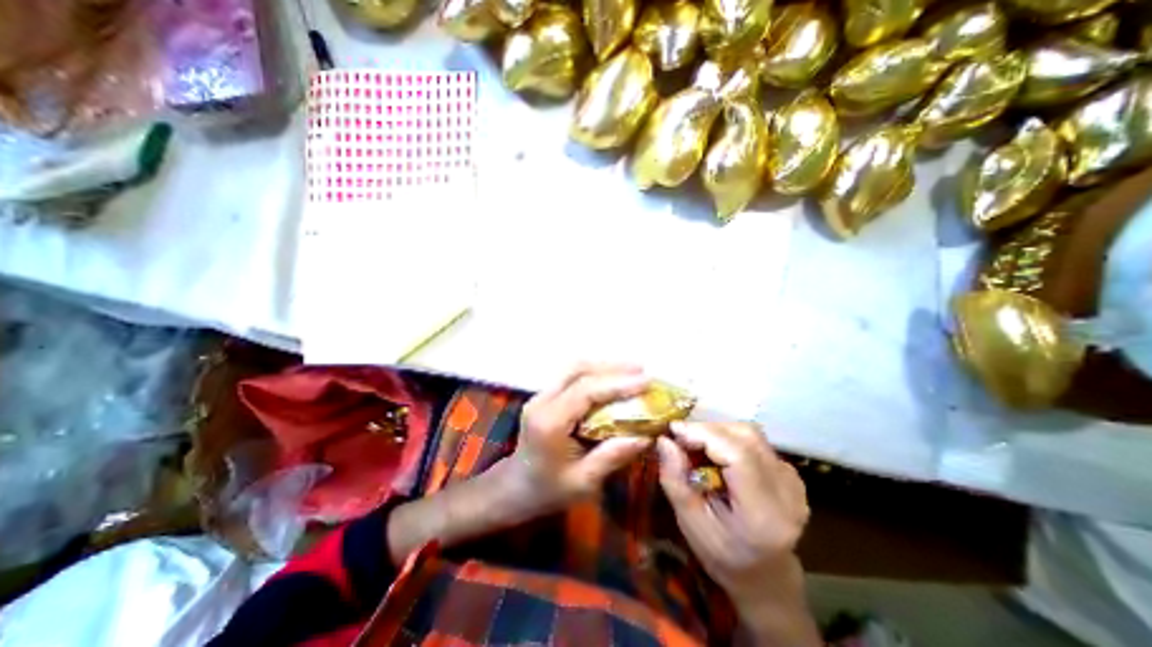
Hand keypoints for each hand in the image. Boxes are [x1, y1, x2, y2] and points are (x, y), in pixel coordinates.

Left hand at [511, 365, 662, 514]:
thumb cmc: (548, 490)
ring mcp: (541, 395)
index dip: (617, 383)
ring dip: (603, 366)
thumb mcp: (583, 483)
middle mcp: (542, 401)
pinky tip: (611, 378)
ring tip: (632, 370)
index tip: (646, 381)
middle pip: (578, 370)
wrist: (515, 487)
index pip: (585, 391)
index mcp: (549, 423)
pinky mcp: (545, 395)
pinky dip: (594, 373)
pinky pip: (571, 375)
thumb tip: (646, 436)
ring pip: (574, 368)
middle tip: (642, 370)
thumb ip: (612, 457)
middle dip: (612, 367)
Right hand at [657, 421, 807, 614]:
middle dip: (708, 430)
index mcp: (763, 513)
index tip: (674, 430)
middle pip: (746, 437)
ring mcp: (793, 481)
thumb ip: (675, 480)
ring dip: (718, 432)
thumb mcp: (690, 524)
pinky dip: (730, 439)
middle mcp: (787, 492)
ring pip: (750, 434)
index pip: (738, 454)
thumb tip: (664, 440)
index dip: (704, 434)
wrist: (766, 576)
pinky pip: (756, 442)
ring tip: (696, 444)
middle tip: (681, 438)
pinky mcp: (791, 474)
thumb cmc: (723, 556)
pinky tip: (716, 454)